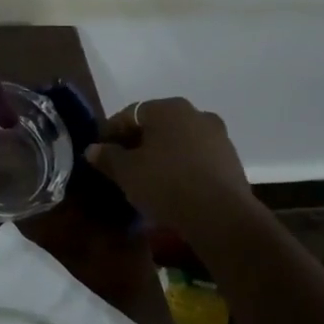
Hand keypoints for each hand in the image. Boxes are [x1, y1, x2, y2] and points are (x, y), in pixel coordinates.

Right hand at [84, 97, 255, 239]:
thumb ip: (107, 157)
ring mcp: (218, 136)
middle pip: (156, 125)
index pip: (129, 114)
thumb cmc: (166, 184)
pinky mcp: (231, 159)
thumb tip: (93, 149)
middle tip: (122, 166)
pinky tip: (172, 187)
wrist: (221, 216)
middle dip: (137, 143)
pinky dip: (181, 166)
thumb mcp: (126, 172)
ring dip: (161, 154)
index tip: (100, 153)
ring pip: (178, 141)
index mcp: (168, 108)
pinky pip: (196, 157)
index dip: (110, 132)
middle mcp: (195, 113)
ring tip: (147, 178)